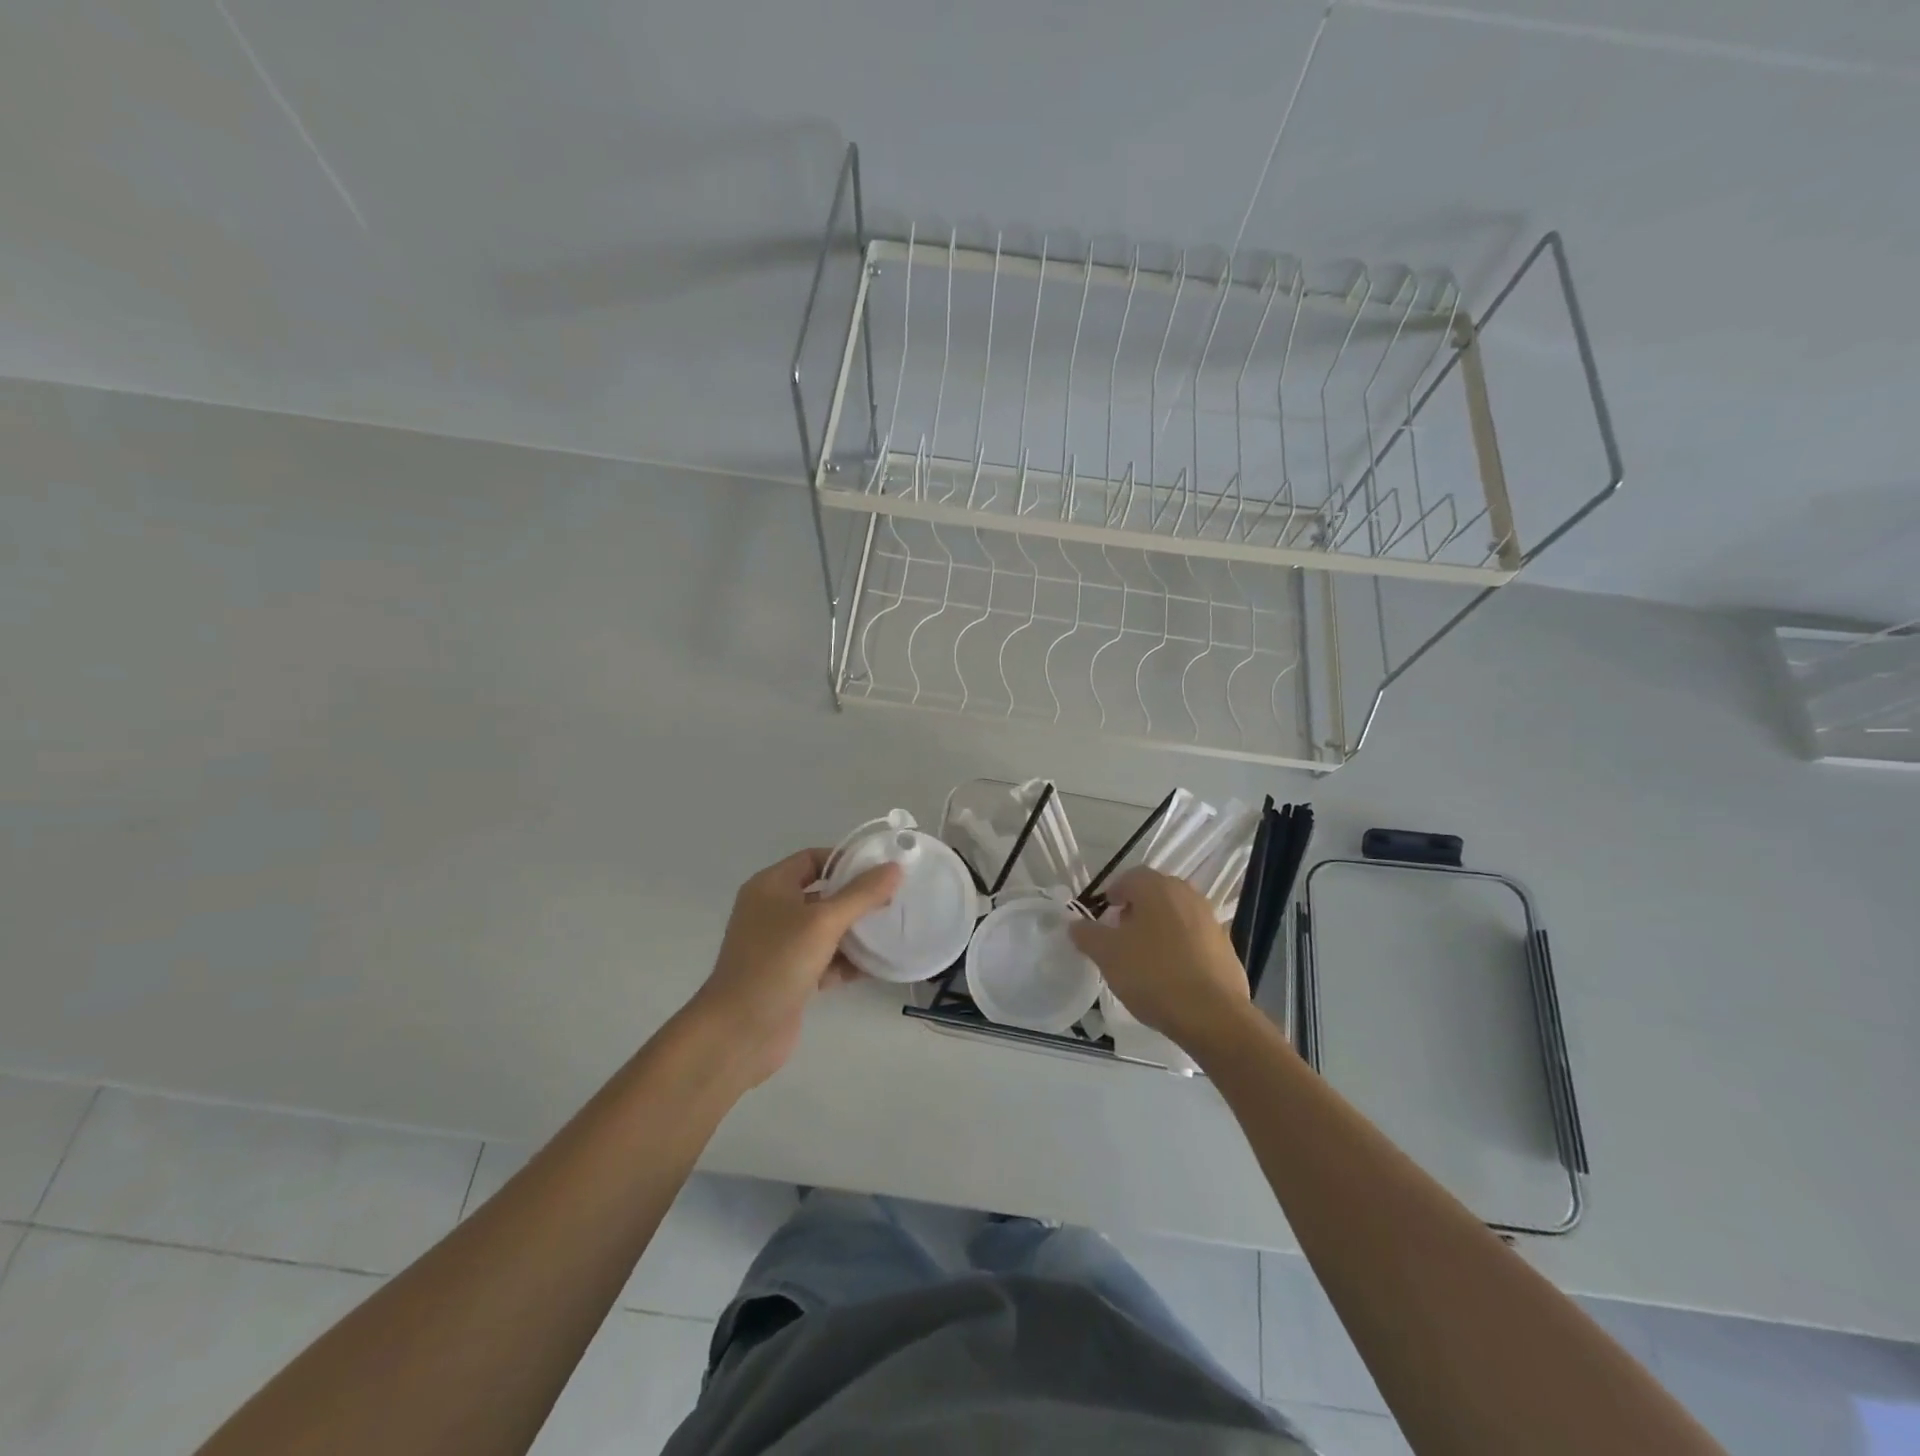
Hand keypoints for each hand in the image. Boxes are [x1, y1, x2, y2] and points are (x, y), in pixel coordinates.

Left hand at [686, 848, 901, 1087]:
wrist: (739, 1032)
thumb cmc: (778, 962)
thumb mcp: (823, 921)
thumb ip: (861, 894)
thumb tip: (894, 868)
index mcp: (770, 886)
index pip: (812, 859)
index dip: (846, 860)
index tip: (881, 869)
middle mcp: (772, 911)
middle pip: (822, 894)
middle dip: (856, 898)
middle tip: (894, 901)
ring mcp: (780, 947)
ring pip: (825, 930)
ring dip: (856, 932)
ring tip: (892, 931)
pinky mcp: (790, 977)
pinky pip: (825, 960)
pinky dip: (847, 962)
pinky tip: (877, 966)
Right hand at [1069, 867, 1254, 1056]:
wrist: (1212, 1015)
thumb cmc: (1152, 975)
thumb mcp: (1107, 954)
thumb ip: (1087, 934)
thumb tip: (1075, 924)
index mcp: (1157, 887)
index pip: (1129, 877)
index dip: (1112, 895)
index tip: (1103, 920)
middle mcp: (1186, 894)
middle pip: (1154, 894)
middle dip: (1135, 911)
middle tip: (1120, 938)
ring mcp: (1210, 919)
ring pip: (1175, 915)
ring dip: (1158, 929)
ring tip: (1144, 959)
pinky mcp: (1226, 946)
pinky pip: (1194, 938)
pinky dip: (1180, 948)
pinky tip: (1171, 975)